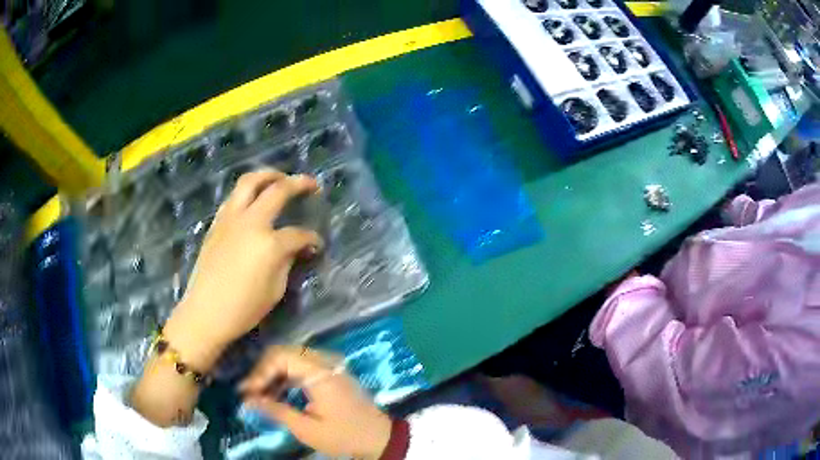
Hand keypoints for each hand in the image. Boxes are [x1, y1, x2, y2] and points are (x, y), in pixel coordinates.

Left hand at [164, 170, 323, 368]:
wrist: (205, 313)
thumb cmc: (244, 309)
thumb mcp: (275, 290)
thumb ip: (287, 261)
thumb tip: (296, 248)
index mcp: (269, 243)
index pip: (298, 233)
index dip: (312, 238)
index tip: (318, 244)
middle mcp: (250, 222)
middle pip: (277, 190)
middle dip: (298, 183)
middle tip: (311, 184)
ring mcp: (231, 219)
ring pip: (249, 181)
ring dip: (268, 175)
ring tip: (280, 178)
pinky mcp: (217, 223)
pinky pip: (234, 197)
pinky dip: (248, 191)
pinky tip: (254, 199)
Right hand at [240, 346, 391, 459]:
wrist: (379, 438)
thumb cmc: (344, 436)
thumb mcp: (307, 429)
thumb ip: (276, 410)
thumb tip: (247, 399)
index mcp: (320, 373)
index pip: (280, 357)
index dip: (259, 372)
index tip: (246, 391)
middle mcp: (325, 362)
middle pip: (284, 353)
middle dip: (263, 371)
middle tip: (250, 392)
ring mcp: (330, 365)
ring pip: (291, 357)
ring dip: (273, 373)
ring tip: (260, 394)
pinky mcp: (331, 372)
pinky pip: (302, 365)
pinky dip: (287, 375)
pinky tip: (278, 392)